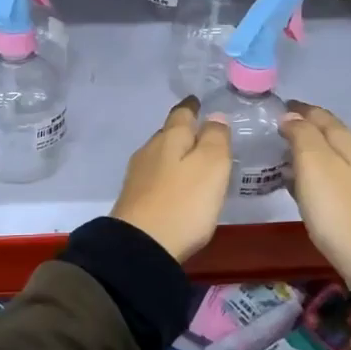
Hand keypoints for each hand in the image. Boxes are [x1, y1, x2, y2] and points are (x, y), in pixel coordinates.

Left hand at [110, 97, 232, 263]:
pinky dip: (168, 176)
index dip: (192, 106)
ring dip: (176, 155)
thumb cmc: (183, 202)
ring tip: (193, 161)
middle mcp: (150, 150)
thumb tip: (215, 116)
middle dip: (184, 131)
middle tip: (204, 134)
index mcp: (170, 138)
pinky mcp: (134, 199)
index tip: (199, 102)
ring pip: (161, 155)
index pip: (181, 113)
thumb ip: (215, 138)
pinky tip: (176, 187)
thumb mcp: (211, 166)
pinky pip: (155, 177)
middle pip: (169, 134)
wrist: (141, 247)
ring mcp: (138, 175)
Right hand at [281, 101, 350, 285]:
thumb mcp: (314, 164)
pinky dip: (313, 173)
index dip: (297, 109)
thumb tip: (291, 116)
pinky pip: (331, 177)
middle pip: (328, 133)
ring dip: (307, 151)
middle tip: (274, 130)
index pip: (320, 114)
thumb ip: (301, 135)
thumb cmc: (338, 209)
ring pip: (330, 155)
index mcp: (347, 141)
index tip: (275, 108)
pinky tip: (300, 185)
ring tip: (281, 156)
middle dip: (303, 127)